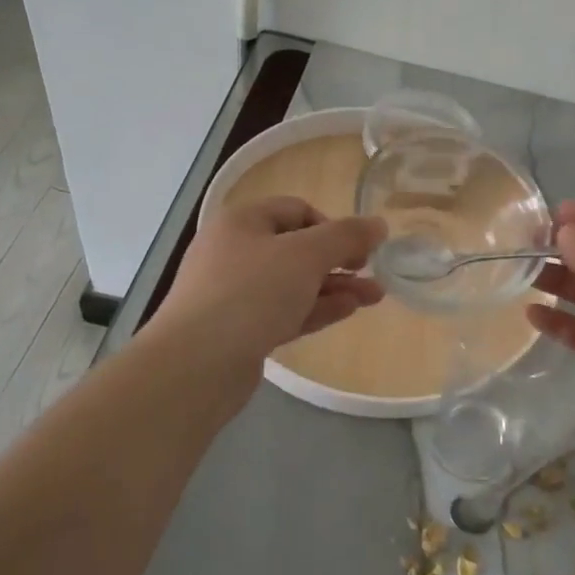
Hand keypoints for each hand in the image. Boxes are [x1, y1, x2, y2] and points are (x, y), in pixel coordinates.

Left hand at [150, 197, 385, 379]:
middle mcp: (235, 252)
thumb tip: (378, 224)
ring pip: (294, 283)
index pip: (296, 210)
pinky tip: (348, 311)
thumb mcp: (305, 255)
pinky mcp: (240, 330)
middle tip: (373, 273)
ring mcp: (235, 294)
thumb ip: (345, 237)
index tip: (359, 248)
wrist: (196, 364)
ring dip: (335, 287)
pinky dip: (316, 309)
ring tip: (375, 297)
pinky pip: (285, 311)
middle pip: (296, 248)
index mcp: (242, 222)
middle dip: (339, 260)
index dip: (332, 224)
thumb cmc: (251, 293)